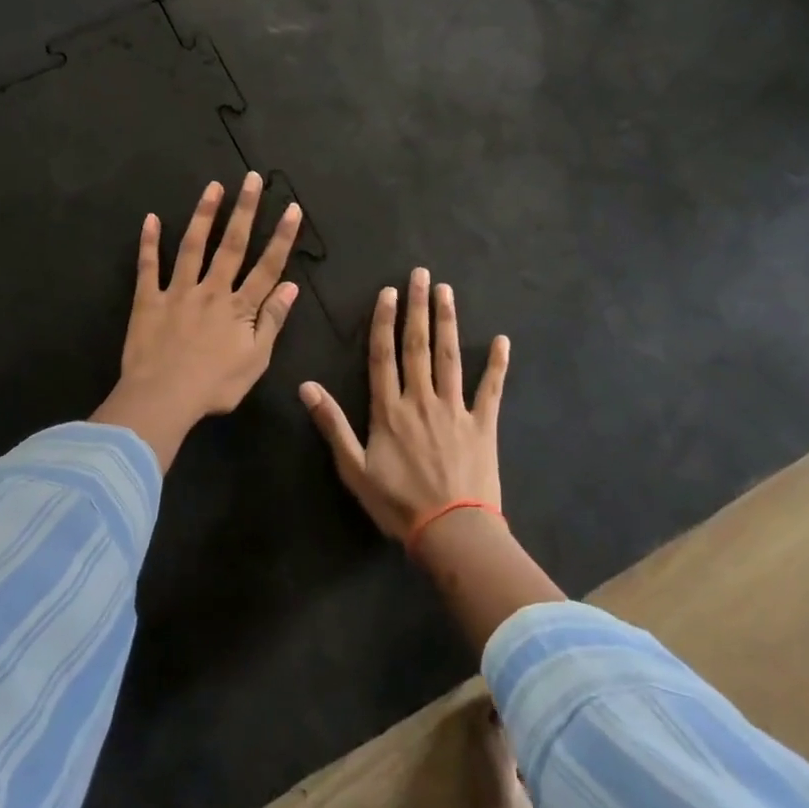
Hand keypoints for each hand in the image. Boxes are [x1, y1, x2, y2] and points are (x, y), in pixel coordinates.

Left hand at [92, 174, 302, 472]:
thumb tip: (292, 287)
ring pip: (193, 246)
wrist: (163, 398)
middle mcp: (211, 290)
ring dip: (204, 214)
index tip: (292, 208)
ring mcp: (178, 291)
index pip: (267, 266)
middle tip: (251, 179)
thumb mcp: (256, 360)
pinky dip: (148, 242)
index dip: (281, 237)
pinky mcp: (148, 300)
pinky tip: (150, 218)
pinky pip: (148, 266)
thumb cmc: (214, 386)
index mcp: (239, 307)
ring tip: (213, 187)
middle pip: (231, 245)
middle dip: (244, 210)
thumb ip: (272, 321)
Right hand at [299, 268, 509, 542]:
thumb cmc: (398, 503)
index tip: (388, 292)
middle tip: (421, 275)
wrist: (452, 532)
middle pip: (418, 346)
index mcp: (389, 410)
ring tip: (447, 292)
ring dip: (448, 322)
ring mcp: (455, 409)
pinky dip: (497, 365)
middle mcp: (421, 400)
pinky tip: (503, 340)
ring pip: (450, 357)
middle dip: (418, 308)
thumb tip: (306, 386)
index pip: (383, 356)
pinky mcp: (483, 424)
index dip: (384, 322)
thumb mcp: (354, 469)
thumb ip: (332, 424)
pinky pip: (491, 389)